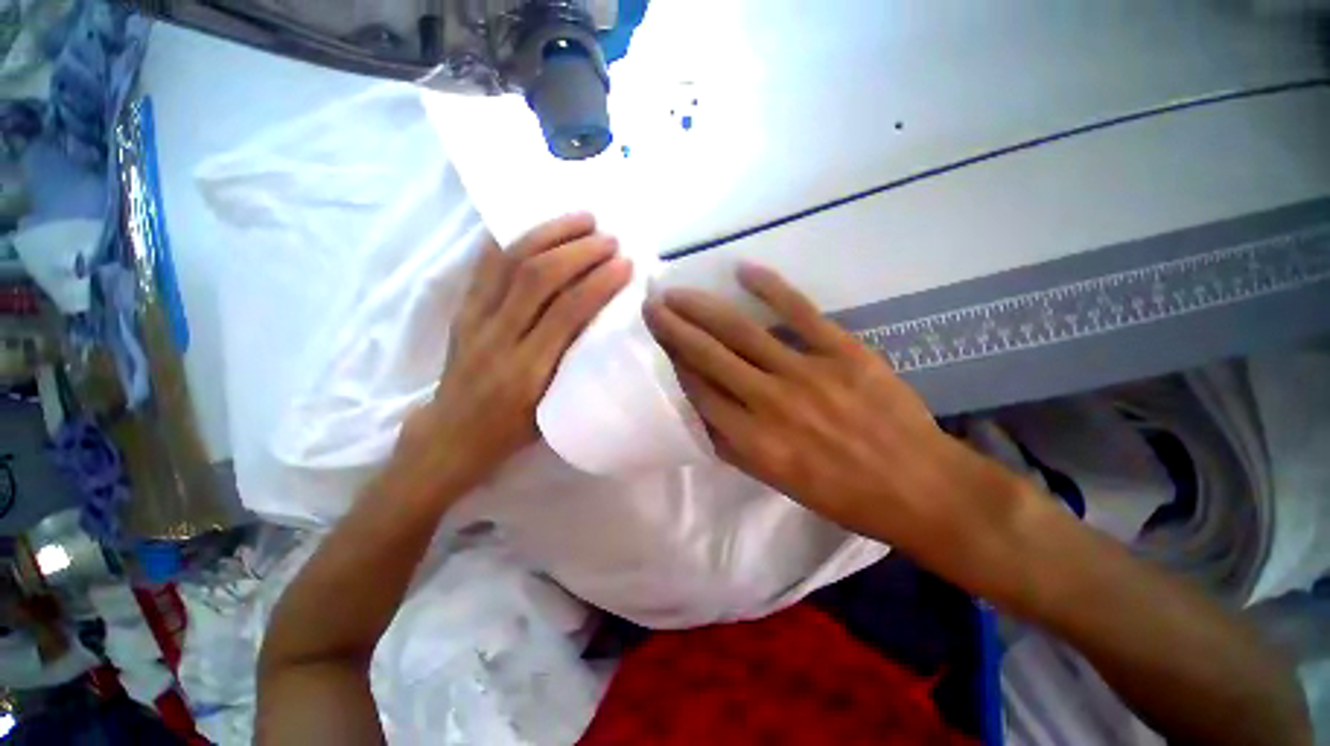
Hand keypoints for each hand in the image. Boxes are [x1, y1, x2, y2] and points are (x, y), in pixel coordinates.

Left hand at [390, 214, 631, 499]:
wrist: (452, 435)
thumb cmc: (513, 430)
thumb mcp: (553, 406)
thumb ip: (574, 362)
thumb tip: (600, 318)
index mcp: (527, 370)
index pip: (566, 313)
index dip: (598, 283)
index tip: (624, 265)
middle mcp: (497, 337)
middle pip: (537, 278)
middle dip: (577, 251)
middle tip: (608, 238)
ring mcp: (473, 319)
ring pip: (510, 261)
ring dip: (549, 234)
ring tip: (581, 219)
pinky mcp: (461, 309)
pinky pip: (485, 265)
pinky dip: (514, 239)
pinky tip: (537, 227)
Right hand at [644, 263, 1016, 554]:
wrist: (920, 487)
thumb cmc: (844, 494)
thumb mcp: (779, 482)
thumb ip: (736, 447)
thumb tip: (703, 414)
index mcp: (754, 441)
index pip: (698, 392)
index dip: (673, 363)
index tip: (656, 342)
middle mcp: (771, 403)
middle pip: (709, 356)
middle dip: (674, 329)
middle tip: (651, 306)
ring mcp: (807, 372)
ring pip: (742, 331)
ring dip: (704, 308)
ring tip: (677, 292)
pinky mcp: (842, 351)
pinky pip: (799, 311)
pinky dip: (770, 287)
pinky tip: (743, 271)